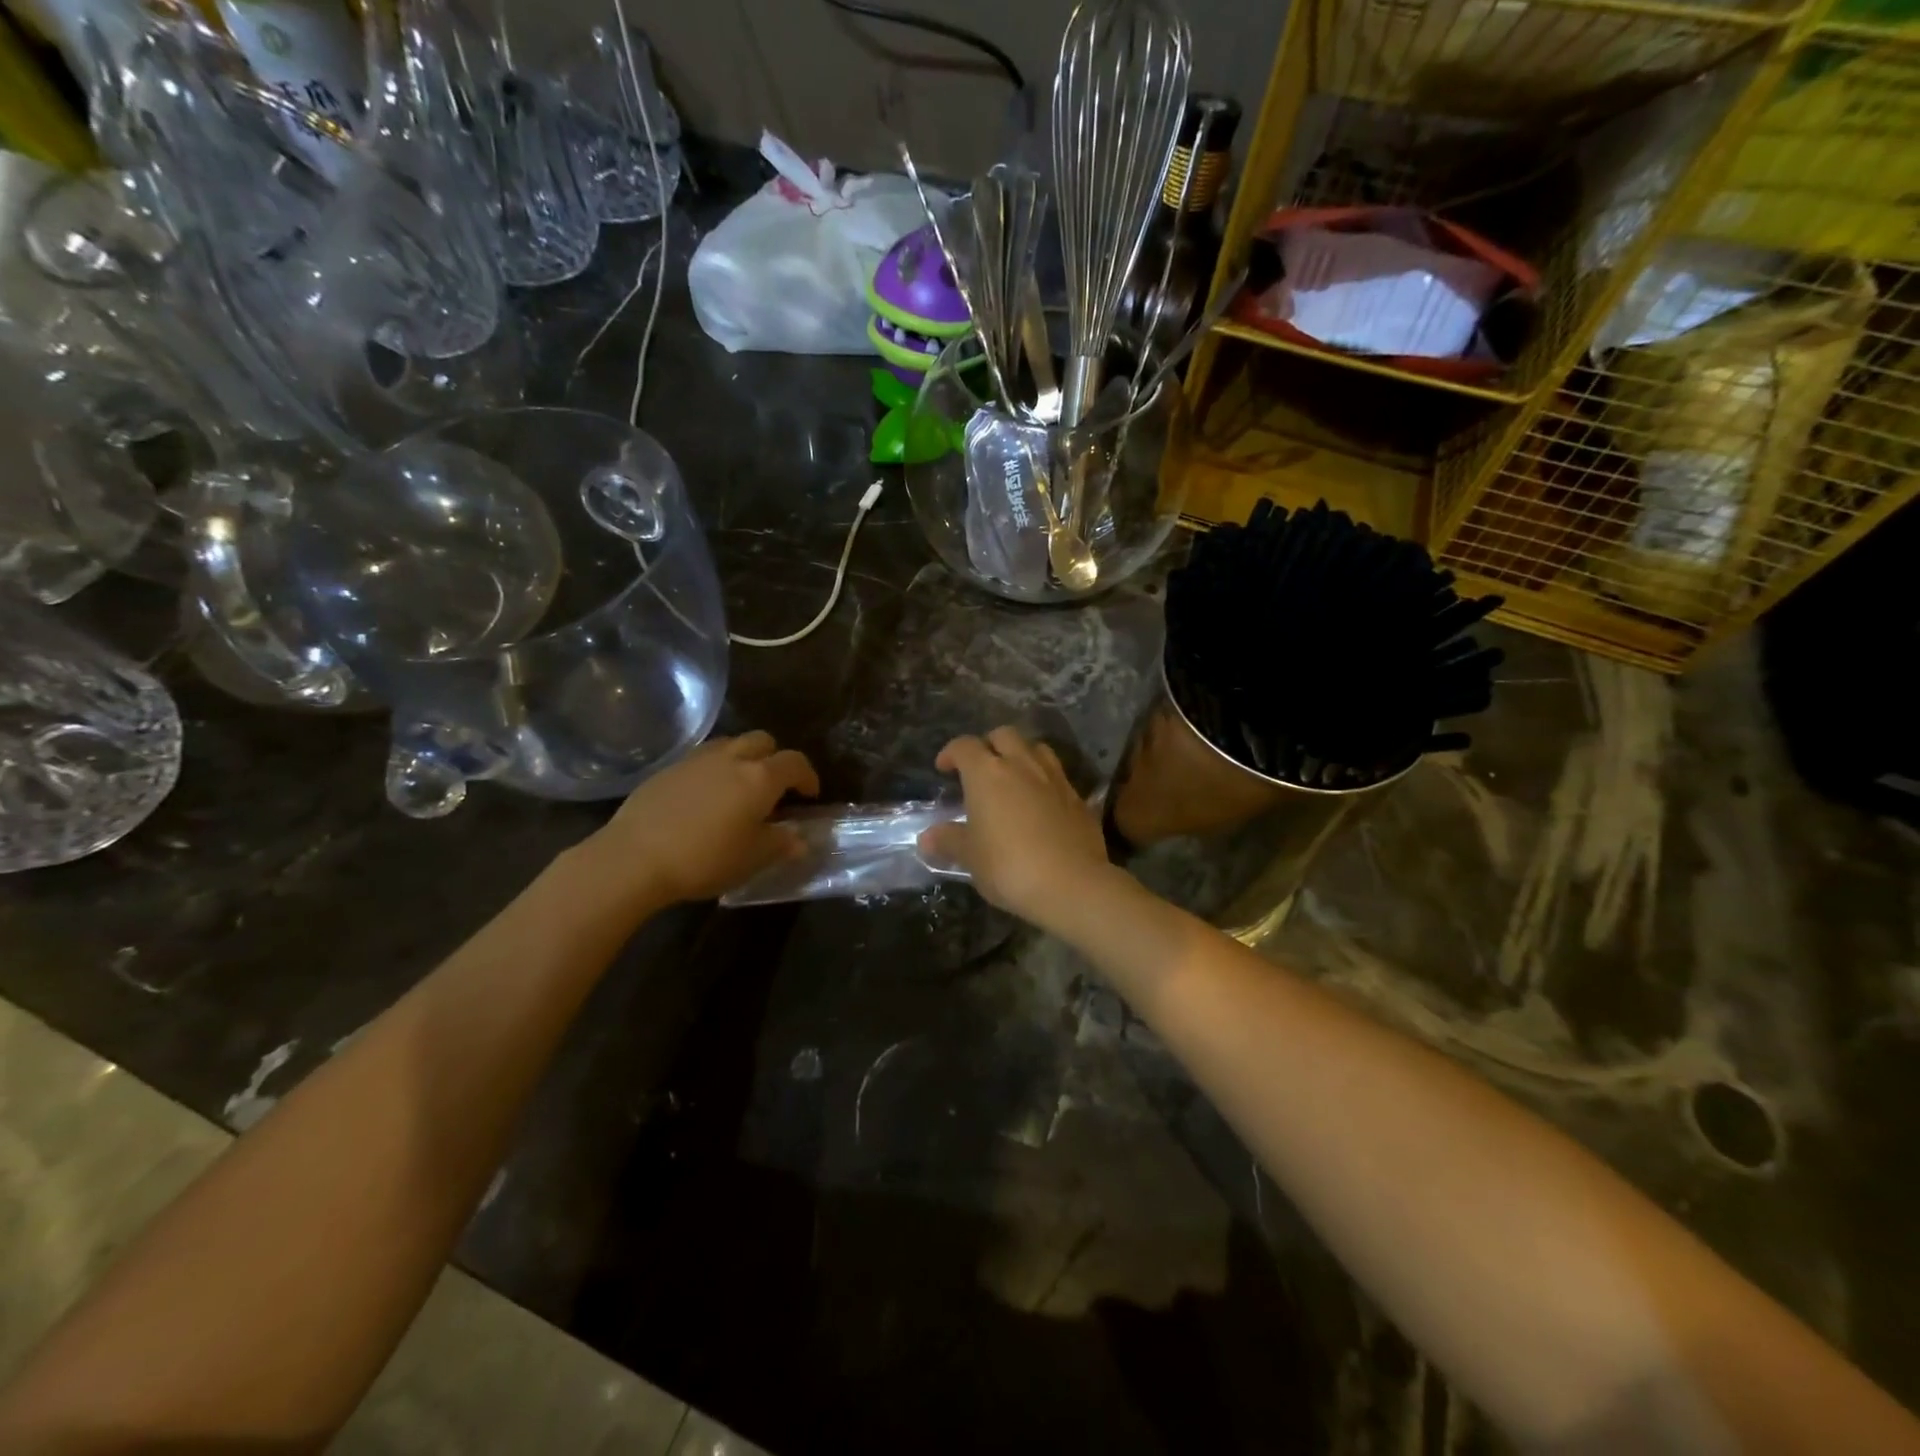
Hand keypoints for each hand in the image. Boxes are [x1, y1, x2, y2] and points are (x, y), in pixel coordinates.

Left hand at [576, 731, 818, 911]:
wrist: (634, 857)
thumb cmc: (705, 858)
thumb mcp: (752, 858)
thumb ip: (781, 843)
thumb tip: (800, 838)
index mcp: (760, 777)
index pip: (795, 763)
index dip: (808, 776)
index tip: (810, 795)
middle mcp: (732, 758)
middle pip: (764, 741)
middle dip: (775, 758)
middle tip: (775, 787)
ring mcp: (697, 759)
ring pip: (731, 744)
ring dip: (744, 758)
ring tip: (740, 787)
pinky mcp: (668, 768)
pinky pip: (702, 758)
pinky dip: (714, 769)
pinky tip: (705, 797)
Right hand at [920, 726, 1112, 930]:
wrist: (1072, 883)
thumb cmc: (1008, 866)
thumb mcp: (970, 857)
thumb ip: (949, 841)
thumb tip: (927, 837)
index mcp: (987, 773)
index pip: (965, 746)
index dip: (951, 753)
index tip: (944, 768)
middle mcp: (1021, 765)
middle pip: (1003, 735)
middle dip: (988, 745)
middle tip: (980, 769)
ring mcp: (1054, 778)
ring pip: (1035, 748)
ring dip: (1020, 755)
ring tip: (1013, 778)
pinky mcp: (1078, 797)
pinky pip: (1057, 776)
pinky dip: (1044, 781)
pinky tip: (1040, 804)